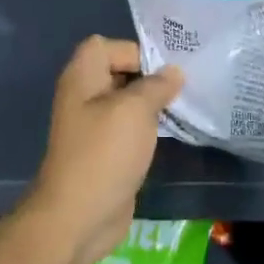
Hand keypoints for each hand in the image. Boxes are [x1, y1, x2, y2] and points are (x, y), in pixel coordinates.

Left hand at [27, 36, 182, 263]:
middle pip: (120, 71)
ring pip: (128, 101)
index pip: (109, 45)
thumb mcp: (135, 110)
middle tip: (184, 84)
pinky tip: (173, 131)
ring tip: (184, 105)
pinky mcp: (106, 151)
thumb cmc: (104, 153)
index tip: (166, 70)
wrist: (78, 217)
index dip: (137, 51)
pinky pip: (130, 127)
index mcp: (82, 77)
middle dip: (151, 76)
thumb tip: (174, 72)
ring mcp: (94, 125)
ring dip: (153, 103)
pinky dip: (149, 127)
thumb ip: (157, 85)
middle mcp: (85, 96)